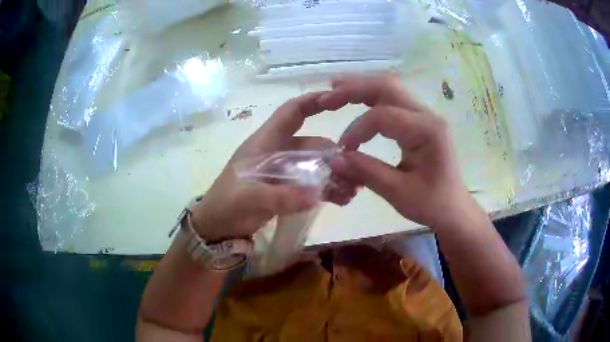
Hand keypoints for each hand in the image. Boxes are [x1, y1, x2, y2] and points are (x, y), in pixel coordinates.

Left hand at [191, 93, 356, 240]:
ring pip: (316, 165)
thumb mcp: (247, 198)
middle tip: (354, 170)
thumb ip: (279, 197)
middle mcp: (278, 151)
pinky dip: (327, 189)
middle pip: (312, 143)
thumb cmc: (225, 204)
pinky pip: (312, 184)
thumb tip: (314, 196)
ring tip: (352, 189)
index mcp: (265, 142)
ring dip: (335, 174)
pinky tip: (341, 199)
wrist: (217, 225)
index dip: (312, 101)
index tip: (338, 98)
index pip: (291, 113)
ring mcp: (284, 171)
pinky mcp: (287, 188)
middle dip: (334, 153)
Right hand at [321, 75, 475, 228]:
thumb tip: (334, 159)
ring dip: (361, 88)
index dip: (357, 129)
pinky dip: (371, 98)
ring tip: (335, 90)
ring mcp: (425, 115)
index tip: (342, 150)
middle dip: (354, 89)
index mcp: (427, 131)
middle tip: (328, 97)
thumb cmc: (432, 204)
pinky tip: (356, 100)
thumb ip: (366, 171)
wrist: (454, 209)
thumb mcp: (398, 193)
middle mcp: (427, 115)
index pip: (383, 116)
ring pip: (389, 89)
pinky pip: (393, 101)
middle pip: (387, 87)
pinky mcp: (420, 121)